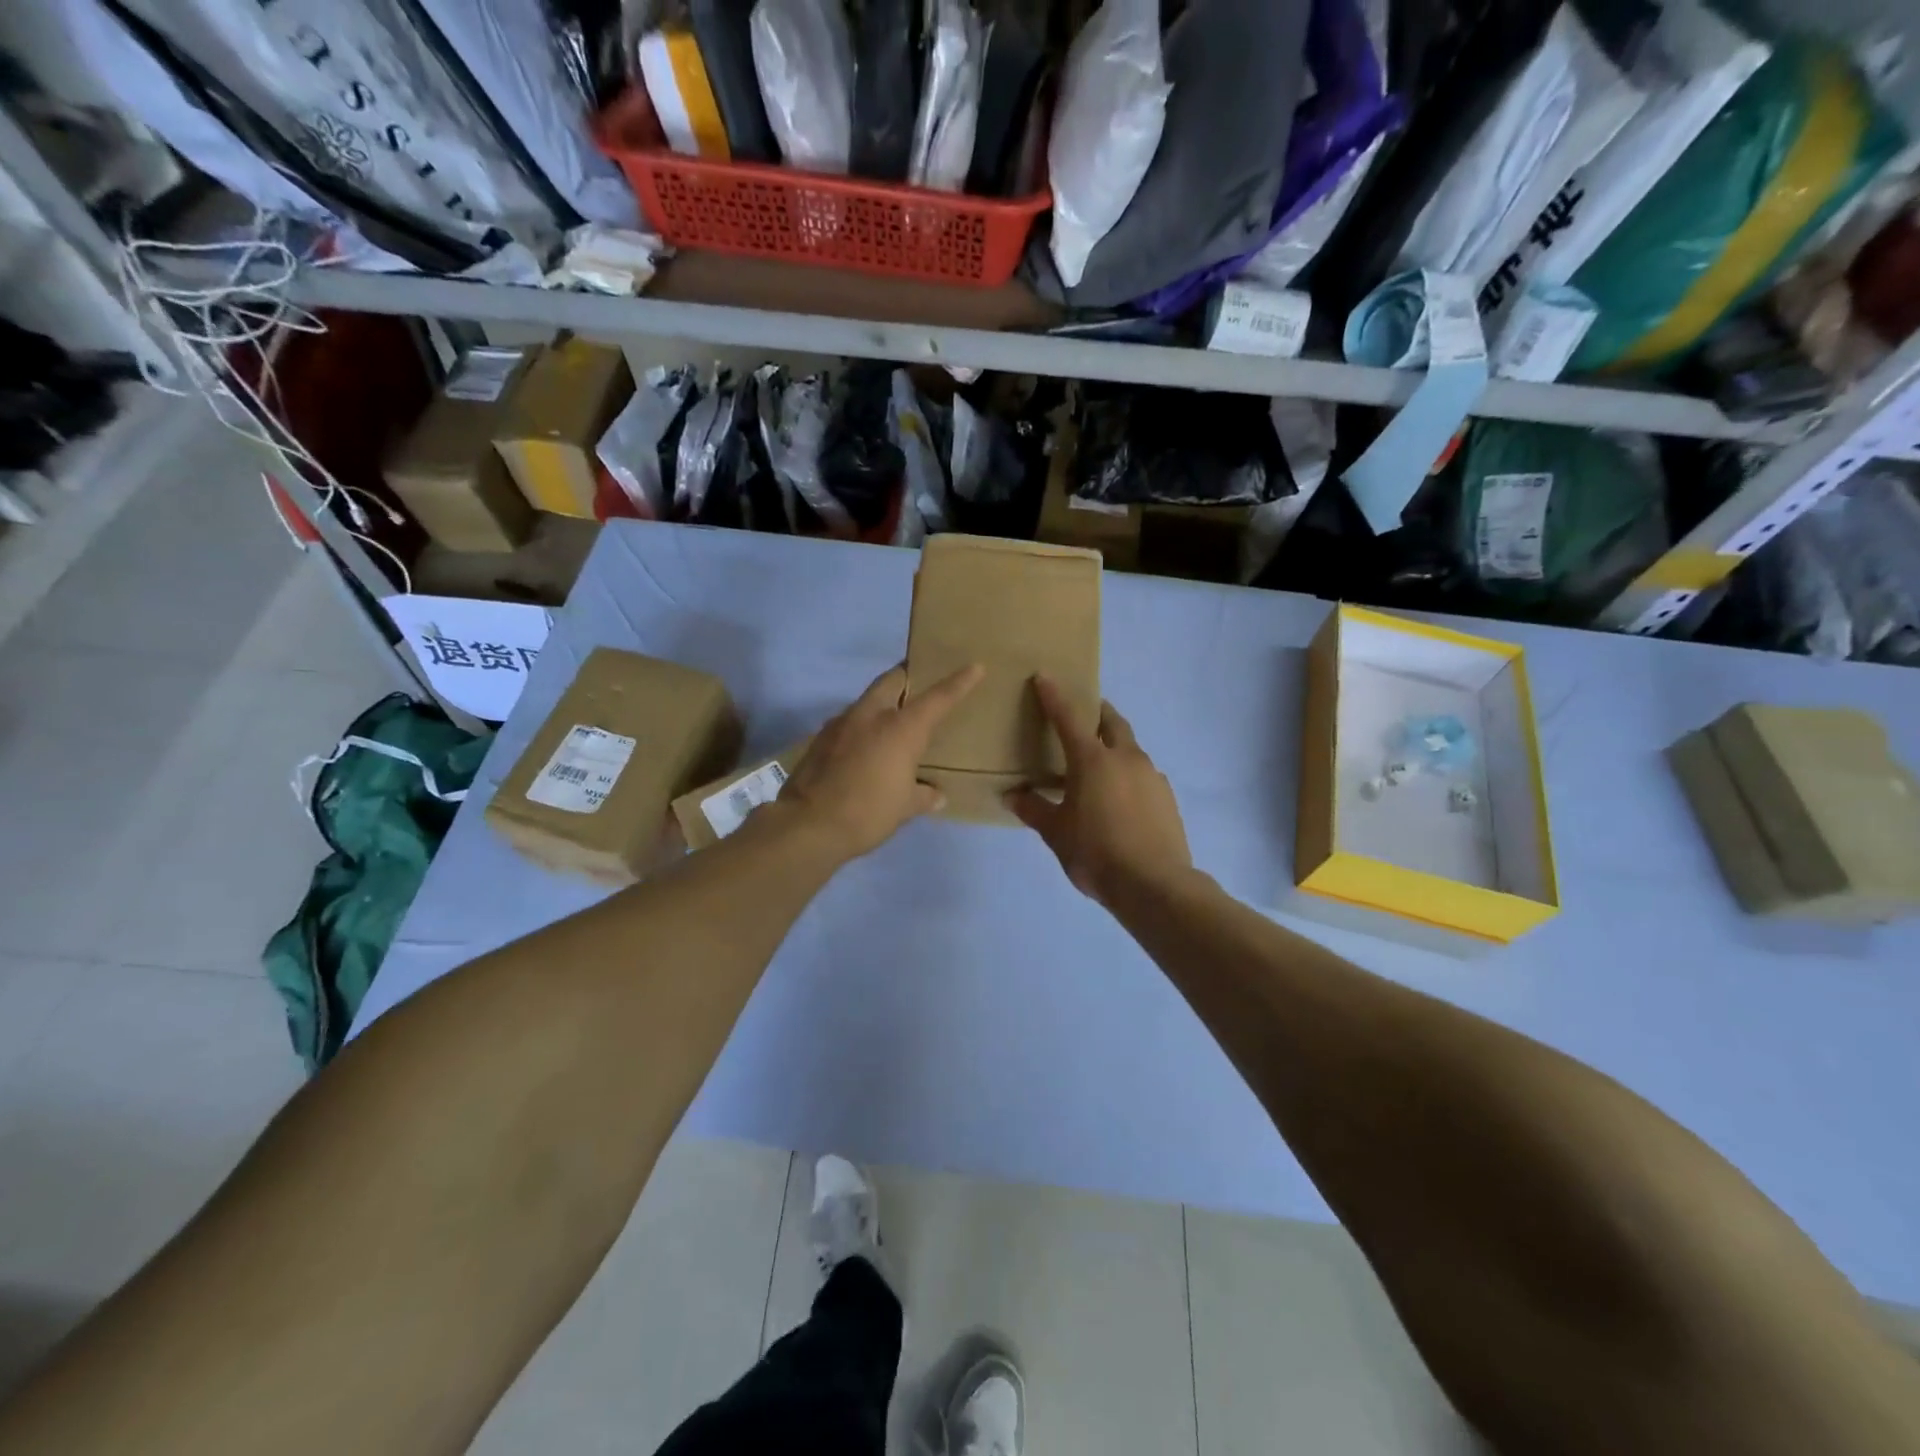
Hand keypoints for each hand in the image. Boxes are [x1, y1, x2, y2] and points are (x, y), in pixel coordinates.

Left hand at [778, 662, 984, 860]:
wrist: (808, 825)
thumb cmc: (868, 813)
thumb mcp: (904, 808)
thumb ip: (923, 796)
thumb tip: (936, 795)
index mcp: (900, 728)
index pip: (937, 698)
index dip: (959, 682)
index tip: (975, 667)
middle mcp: (871, 715)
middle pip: (893, 679)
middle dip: (908, 675)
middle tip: (921, 682)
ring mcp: (842, 723)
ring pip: (868, 699)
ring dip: (883, 702)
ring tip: (893, 720)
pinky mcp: (820, 738)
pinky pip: (849, 721)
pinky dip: (863, 726)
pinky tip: (865, 747)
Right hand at [1005, 676, 1191, 906]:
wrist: (1154, 884)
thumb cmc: (1096, 853)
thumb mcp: (1057, 833)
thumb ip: (1034, 809)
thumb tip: (1012, 796)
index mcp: (1093, 760)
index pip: (1068, 719)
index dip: (1054, 697)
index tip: (1044, 677)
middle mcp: (1125, 758)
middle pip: (1112, 722)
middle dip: (1097, 712)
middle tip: (1083, 715)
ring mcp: (1151, 775)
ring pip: (1130, 748)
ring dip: (1114, 745)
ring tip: (1098, 765)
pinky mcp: (1166, 796)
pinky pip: (1143, 773)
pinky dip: (1128, 773)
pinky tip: (1119, 797)